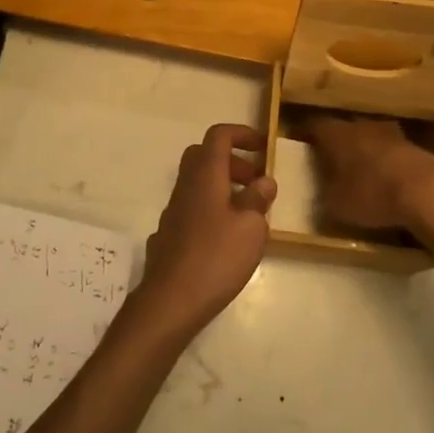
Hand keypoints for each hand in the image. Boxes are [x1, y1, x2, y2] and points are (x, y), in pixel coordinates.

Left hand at [128, 124, 276, 340]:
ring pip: (197, 183)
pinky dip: (211, 209)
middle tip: (256, 181)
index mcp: (206, 175)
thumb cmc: (217, 256)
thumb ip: (258, 199)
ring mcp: (173, 210)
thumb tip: (264, 181)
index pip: (219, 135)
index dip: (241, 134)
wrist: (171, 299)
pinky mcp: (169, 233)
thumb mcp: (251, 227)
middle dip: (232, 161)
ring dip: (223, 186)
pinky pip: (192, 207)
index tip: (262, 147)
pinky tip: (225, 237)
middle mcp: (186, 185)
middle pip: (205, 156)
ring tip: (248, 213)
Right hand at [302, 114, 433, 234]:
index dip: (305, 132)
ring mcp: (391, 133)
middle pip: (343, 128)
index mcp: (336, 134)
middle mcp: (361, 126)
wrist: (427, 192)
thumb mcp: (335, 204)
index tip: (299, 141)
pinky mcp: (415, 146)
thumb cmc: (372, 195)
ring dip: (364, 150)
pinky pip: (391, 151)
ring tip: (360, 169)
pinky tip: (387, 179)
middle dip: (336, 142)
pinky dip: (385, 161)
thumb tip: (321, 189)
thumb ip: (324, 193)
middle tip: (329, 159)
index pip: (314, 125)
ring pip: (369, 137)